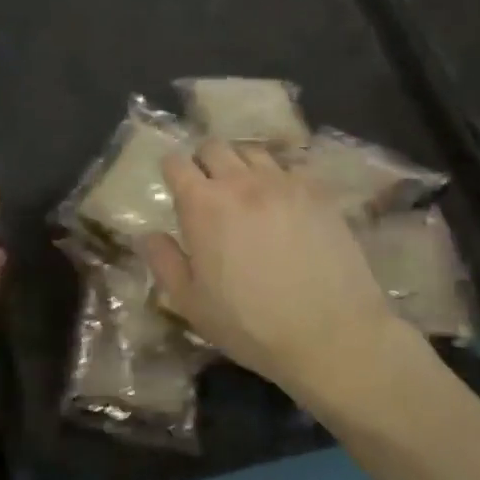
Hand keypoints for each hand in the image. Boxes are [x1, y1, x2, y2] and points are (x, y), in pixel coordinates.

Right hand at [143, 140, 402, 400]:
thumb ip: (164, 262)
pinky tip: (284, 204)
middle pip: (214, 146)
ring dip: (241, 165)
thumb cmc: (250, 324)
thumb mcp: (191, 303)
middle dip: (205, 162)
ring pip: (253, 152)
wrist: (330, 333)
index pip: (176, 163)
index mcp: (203, 204)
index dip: (171, 170)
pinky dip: (278, 178)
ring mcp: (283, 182)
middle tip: (209, 189)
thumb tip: (149, 234)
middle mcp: (241, 181)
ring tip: (246, 192)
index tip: (174, 185)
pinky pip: (290, 168)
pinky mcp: (317, 192)